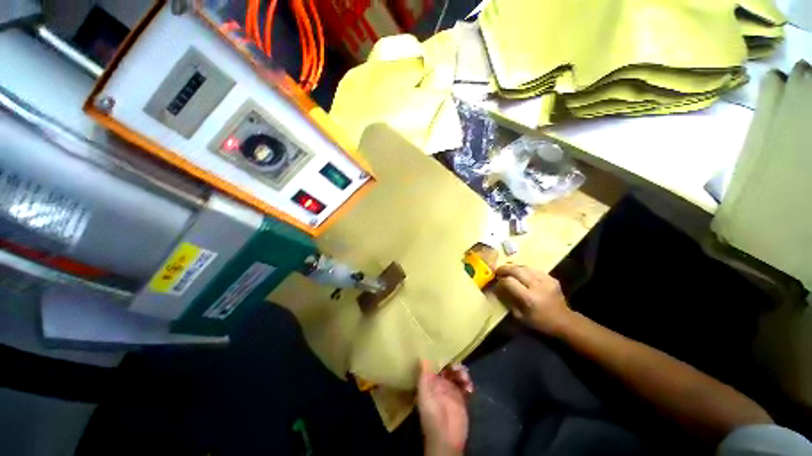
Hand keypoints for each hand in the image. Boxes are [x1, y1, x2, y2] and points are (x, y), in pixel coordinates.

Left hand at [417, 361, 472, 455]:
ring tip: (465, 378)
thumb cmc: (432, 415)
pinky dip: (468, 382)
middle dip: (453, 363)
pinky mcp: (462, 397)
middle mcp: (440, 382)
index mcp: (430, 380)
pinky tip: (469, 387)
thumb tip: (422, 356)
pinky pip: (465, 384)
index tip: (446, 350)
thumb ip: (424, 375)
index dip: (440, 356)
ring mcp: (451, 389)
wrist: (446, 438)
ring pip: (457, 373)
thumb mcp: (424, 394)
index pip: (435, 363)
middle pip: (447, 366)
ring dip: (462, 372)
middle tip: (458, 366)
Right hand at [496, 264, 572, 335]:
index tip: (497, 281)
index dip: (501, 280)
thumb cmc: (540, 322)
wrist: (564, 321)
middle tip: (498, 270)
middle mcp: (537, 286)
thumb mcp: (520, 317)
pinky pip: (534, 269)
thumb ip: (509, 301)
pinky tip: (522, 273)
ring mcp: (546, 280)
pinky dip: (525, 270)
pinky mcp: (552, 278)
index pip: (510, 282)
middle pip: (517, 270)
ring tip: (508, 270)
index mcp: (529, 298)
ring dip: (514, 267)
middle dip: (505, 269)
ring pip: (525, 267)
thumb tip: (499, 289)